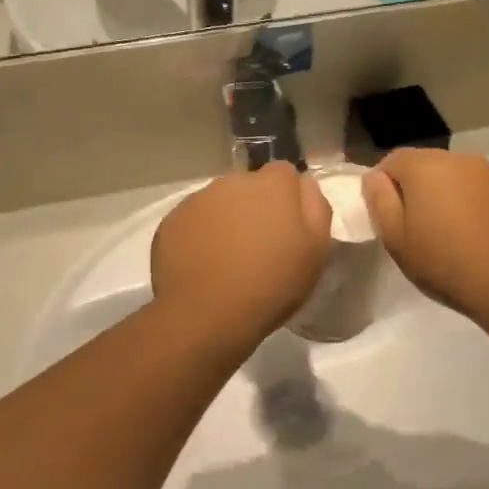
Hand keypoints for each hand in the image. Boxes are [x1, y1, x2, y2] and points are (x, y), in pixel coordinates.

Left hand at [152, 162, 331, 340]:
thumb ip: (316, 208)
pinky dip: (200, 234)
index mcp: (273, 184)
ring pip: (219, 202)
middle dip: (255, 207)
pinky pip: (194, 220)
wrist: (207, 314)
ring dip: (226, 219)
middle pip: (250, 186)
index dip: (288, 198)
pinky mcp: (172, 220)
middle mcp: (233, 181)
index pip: (285, 173)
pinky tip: (204, 265)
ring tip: (228, 259)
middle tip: (259, 246)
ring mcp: (198, 199)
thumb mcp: (316, 251)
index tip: (288, 227)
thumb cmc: (272, 284)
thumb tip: (305, 185)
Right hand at [363, 150, 488, 320]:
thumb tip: (376, 177)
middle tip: (415, 226)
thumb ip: (379, 200)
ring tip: (448, 232)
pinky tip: (476, 235)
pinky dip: (473, 204)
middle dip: (416, 188)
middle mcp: (459, 159)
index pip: (392, 161)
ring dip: (446, 195)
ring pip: (456, 177)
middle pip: (426, 165)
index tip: (386, 214)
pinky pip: (481, 190)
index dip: (383, 185)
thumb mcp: (395, 238)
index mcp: (425, 166)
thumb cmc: (443, 262)